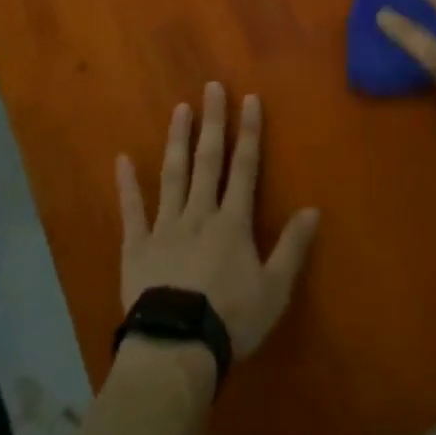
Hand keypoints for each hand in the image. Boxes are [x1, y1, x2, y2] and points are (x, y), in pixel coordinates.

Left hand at [117, 82, 321, 359]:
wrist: (177, 346)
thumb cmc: (231, 319)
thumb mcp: (274, 289)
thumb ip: (292, 247)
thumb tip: (314, 209)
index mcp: (232, 222)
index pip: (245, 168)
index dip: (248, 132)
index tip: (249, 99)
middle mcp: (199, 213)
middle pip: (208, 160)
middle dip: (212, 122)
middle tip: (211, 87)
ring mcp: (165, 226)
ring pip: (173, 174)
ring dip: (177, 140)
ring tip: (179, 109)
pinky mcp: (137, 245)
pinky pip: (132, 209)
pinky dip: (126, 184)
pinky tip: (121, 159)